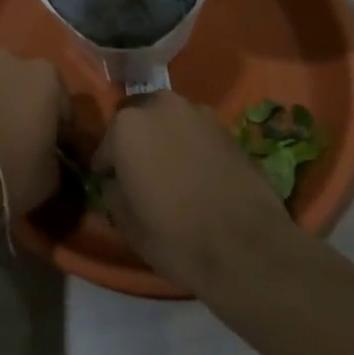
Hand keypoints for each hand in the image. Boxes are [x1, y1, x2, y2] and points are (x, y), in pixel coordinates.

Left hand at [0, 51, 67, 221]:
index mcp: (46, 75)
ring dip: (4, 108)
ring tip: (0, 142)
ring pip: (0, 89)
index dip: (63, 132)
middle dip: (31, 109)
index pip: (64, 106)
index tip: (58, 153)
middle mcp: (12, 61)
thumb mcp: (52, 174)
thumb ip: (56, 157)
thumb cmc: (14, 168)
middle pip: (30, 88)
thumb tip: (50, 158)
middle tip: (30, 143)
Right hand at [95, 91, 292, 291]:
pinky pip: (196, 132)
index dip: (107, 168)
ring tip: (172, 171)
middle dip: (136, 141)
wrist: (247, 249)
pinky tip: (197, 174)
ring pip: (169, 121)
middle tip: (141, 172)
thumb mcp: (126, 223)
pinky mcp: (227, 127)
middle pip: (138, 120)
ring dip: (165, 138)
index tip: (111, 185)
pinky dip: (191, 146)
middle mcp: (160, 105)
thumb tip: (115, 183)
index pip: (106, 146)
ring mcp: (197, 112)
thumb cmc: (175, 236)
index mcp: (127, 125)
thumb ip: (112, 193)